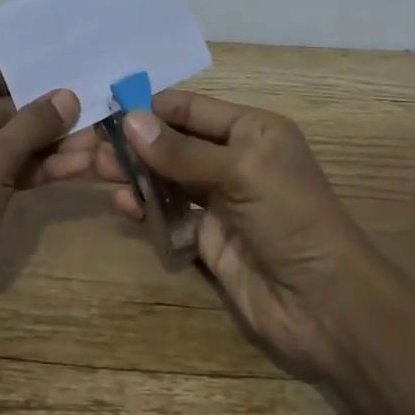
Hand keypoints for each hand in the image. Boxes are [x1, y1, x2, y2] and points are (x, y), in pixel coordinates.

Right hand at [92, 91, 377, 380]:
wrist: (325, 305)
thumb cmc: (290, 218)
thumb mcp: (240, 172)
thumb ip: (181, 151)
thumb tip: (128, 120)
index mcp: (251, 131)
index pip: (189, 109)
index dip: (149, 108)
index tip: (104, 110)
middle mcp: (234, 159)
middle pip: (173, 143)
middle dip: (135, 143)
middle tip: (90, 146)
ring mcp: (220, 200)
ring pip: (167, 177)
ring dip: (135, 173)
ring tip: (96, 172)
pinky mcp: (207, 238)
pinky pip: (169, 214)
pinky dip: (146, 207)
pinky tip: (123, 205)